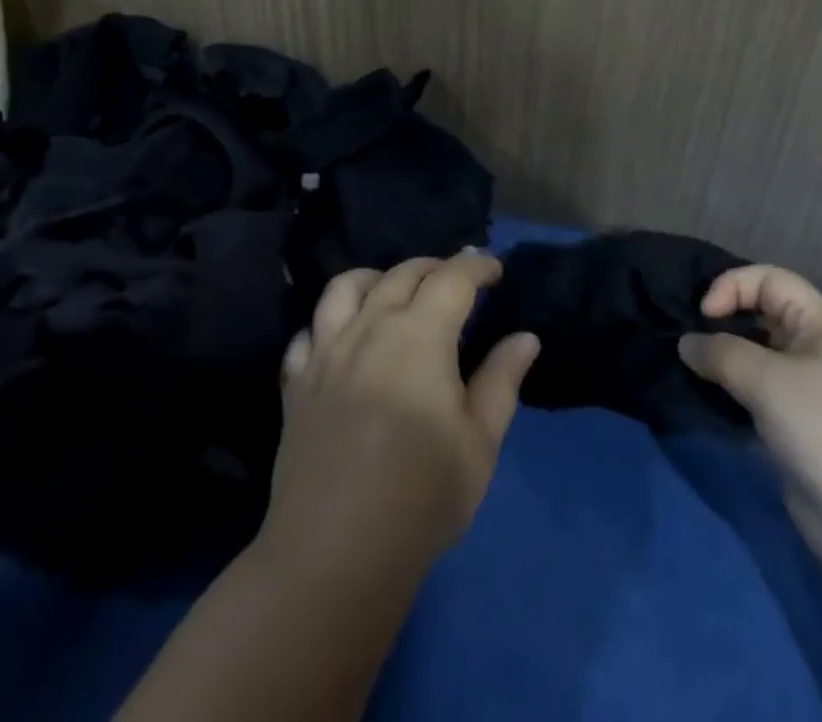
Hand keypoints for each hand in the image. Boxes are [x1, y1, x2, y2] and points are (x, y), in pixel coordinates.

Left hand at [262, 252, 540, 576]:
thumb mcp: (479, 444)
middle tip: (457, 281)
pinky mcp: (295, 382)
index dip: (477, 266)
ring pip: (346, 286)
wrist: (334, 556)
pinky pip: (308, 331)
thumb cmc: (421, 499)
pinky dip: (328, 323)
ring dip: (376, 278)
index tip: (495, 269)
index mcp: (419, 336)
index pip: (452, 278)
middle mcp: (369, 328)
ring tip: (394, 293)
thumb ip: (501, 381)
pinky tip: (343, 341)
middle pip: (402, 274)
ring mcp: (325, 352)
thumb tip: (525, 337)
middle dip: (435, 267)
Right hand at [679, 264, 821, 571]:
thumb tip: (686, 343)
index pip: (769, 280)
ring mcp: (806, 396)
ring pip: (754, 363)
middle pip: (759, 319)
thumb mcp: (769, 381)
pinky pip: (755, 402)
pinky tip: (705, 407)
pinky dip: (729, 400)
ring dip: (720, 365)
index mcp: (821, 325)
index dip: (733, 286)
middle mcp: (814, 352)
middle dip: (721, 324)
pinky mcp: (796, 435)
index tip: (703, 316)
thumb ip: (721, 354)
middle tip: (684, 343)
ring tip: (687, 373)